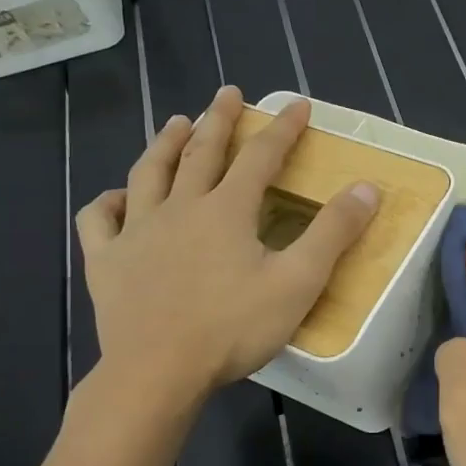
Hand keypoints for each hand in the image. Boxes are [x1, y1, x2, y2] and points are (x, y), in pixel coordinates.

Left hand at [75, 86, 377, 399]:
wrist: (158, 372)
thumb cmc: (233, 328)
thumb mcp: (298, 282)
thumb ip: (332, 233)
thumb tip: (367, 188)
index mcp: (227, 210)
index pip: (261, 156)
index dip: (283, 128)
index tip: (297, 104)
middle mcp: (180, 208)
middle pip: (201, 152)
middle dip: (218, 119)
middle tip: (228, 94)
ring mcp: (136, 232)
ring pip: (148, 174)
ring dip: (164, 144)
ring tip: (174, 122)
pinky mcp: (106, 261)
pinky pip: (98, 220)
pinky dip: (107, 203)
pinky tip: (116, 199)